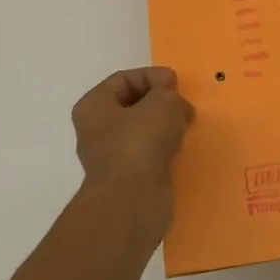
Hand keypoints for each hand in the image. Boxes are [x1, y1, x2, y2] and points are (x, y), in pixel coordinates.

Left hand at [71, 67, 195, 225]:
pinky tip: (180, 150)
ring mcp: (109, 157)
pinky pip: (148, 155)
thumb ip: (169, 94)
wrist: (132, 203)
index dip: (152, 76)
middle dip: (160, 102)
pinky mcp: (126, 180)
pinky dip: (164, 150)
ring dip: (164, 127)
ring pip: (141, 131)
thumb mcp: (162, 104)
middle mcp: (95, 130)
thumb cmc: (140, 143)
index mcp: (93, 106)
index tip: (177, 84)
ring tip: (185, 127)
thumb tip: (173, 104)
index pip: (124, 79)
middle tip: (183, 106)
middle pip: (132, 105)